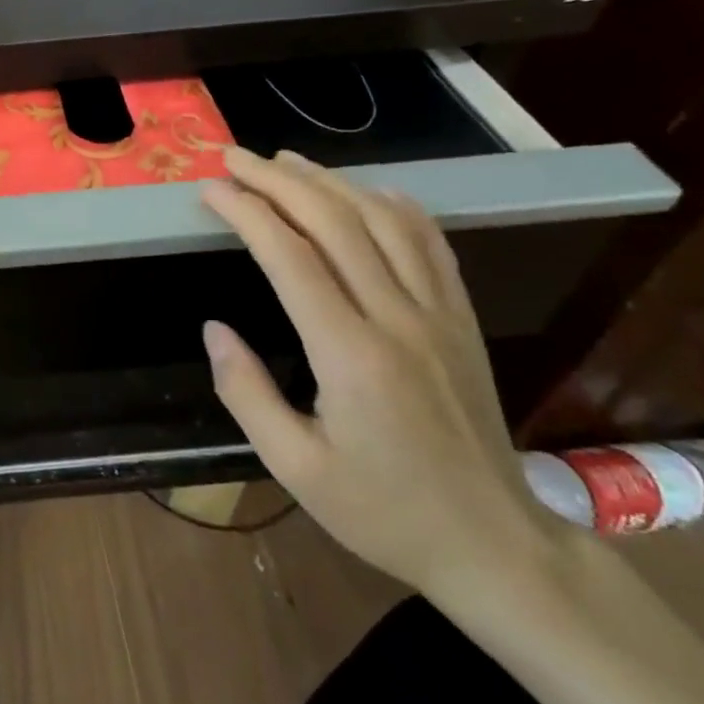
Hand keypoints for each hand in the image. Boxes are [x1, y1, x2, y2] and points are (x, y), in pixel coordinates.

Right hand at [200, 148, 559, 598]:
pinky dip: (394, 205)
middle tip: (233, 158)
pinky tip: (369, 191)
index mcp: (352, 356)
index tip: (210, 190)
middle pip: (335, 223)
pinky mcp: (462, 320)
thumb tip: (214, 329)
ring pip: (383, 221)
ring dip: (330, 182)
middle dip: (278, 181)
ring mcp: (439, 314)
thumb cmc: (382, 511)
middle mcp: (399, 319)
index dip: (246, 213)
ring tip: (285, 161)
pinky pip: (430, 243)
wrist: (494, 544)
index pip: (290, 258)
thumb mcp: (294, 467)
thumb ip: (246, 392)